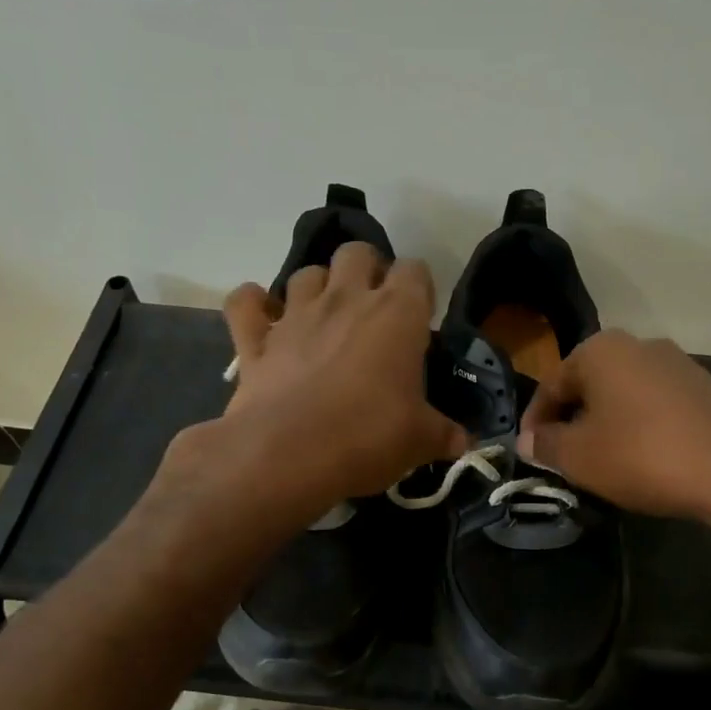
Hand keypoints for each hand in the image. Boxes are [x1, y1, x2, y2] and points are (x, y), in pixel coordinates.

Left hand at [213, 242, 468, 508]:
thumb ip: (444, 434)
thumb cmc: (367, 438)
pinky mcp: (255, 340)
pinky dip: (253, 304)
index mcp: (396, 314)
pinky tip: (263, 316)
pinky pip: (246, 303)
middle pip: (357, 252)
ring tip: (324, 317)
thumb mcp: (419, 441)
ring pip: (306, 273)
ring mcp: (295, 315)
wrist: (287, 456)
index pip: (415, 270)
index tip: (419, 318)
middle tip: (372, 309)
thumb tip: (464, 442)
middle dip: (366, 271)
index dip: (419, 288)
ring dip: (317, 287)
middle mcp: (345, 300)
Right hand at [519, 329, 710, 526]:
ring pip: (622, 395)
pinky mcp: (705, 389)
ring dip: (604, 424)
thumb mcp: (579, 456)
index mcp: (601, 350)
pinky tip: (641, 458)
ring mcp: (677, 364)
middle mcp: (639, 345)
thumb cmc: (641, 454)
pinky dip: (638, 428)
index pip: (551, 384)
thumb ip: (545, 444)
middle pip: (588, 385)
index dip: (534, 421)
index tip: (529, 452)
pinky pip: (654, 406)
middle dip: (571, 421)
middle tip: (561, 458)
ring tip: (600, 462)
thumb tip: (528, 440)